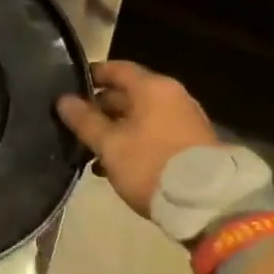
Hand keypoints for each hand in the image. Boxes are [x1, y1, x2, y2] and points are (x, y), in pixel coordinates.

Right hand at [56, 61, 218, 216]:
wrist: (209, 205)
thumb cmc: (152, 164)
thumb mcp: (110, 145)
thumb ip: (85, 120)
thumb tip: (63, 99)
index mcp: (152, 88)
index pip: (116, 68)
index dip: (92, 76)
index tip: (70, 88)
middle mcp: (172, 96)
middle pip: (129, 93)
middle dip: (101, 109)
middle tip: (77, 125)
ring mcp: (186, 120)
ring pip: (141, 117)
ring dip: (117, 130)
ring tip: (93, 152)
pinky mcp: (193, 144)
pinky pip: (156, 133)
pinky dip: (136, 142)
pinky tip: (118, 165)